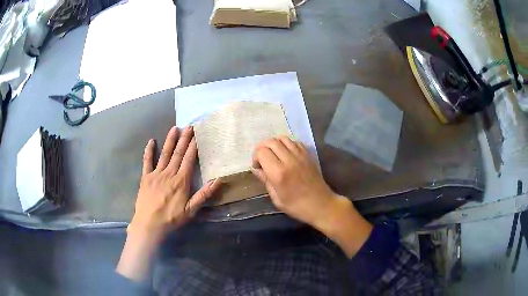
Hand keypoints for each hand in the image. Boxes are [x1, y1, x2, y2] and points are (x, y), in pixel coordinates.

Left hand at [129, 126, 221, 237]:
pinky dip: (149, 151)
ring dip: (170, 140)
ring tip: (175, 128)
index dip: (193, 146)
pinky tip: (151, 141)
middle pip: (178, 153)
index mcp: (181, 181)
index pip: (188, 159)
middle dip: (184, 139)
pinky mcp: (145, 177)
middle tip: (189, 126)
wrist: (149, 224)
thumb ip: (204, 194)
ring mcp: (156, 174)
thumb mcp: (191, 210)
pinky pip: (147, 161)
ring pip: (164, 154)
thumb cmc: (171, 218)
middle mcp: (169, 173)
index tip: (197, 135)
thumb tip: (218, 180)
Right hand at [251, 137, 372, 257]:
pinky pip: (295, 142)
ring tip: (274, 155)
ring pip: (283, 138)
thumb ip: (265, 180)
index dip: (255, 157)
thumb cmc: (297, 206)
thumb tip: (256, 169)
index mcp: (279, 173)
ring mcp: (300, 155)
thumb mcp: (276, 198)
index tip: (258, 167)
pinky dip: (287, 144)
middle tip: (262, 159)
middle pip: (271, 142)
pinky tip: (286, 154)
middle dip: (262, 148)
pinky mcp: (308, 155)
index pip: (261, 152)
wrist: (321, 205)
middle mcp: (289, 160)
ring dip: (274, 144)